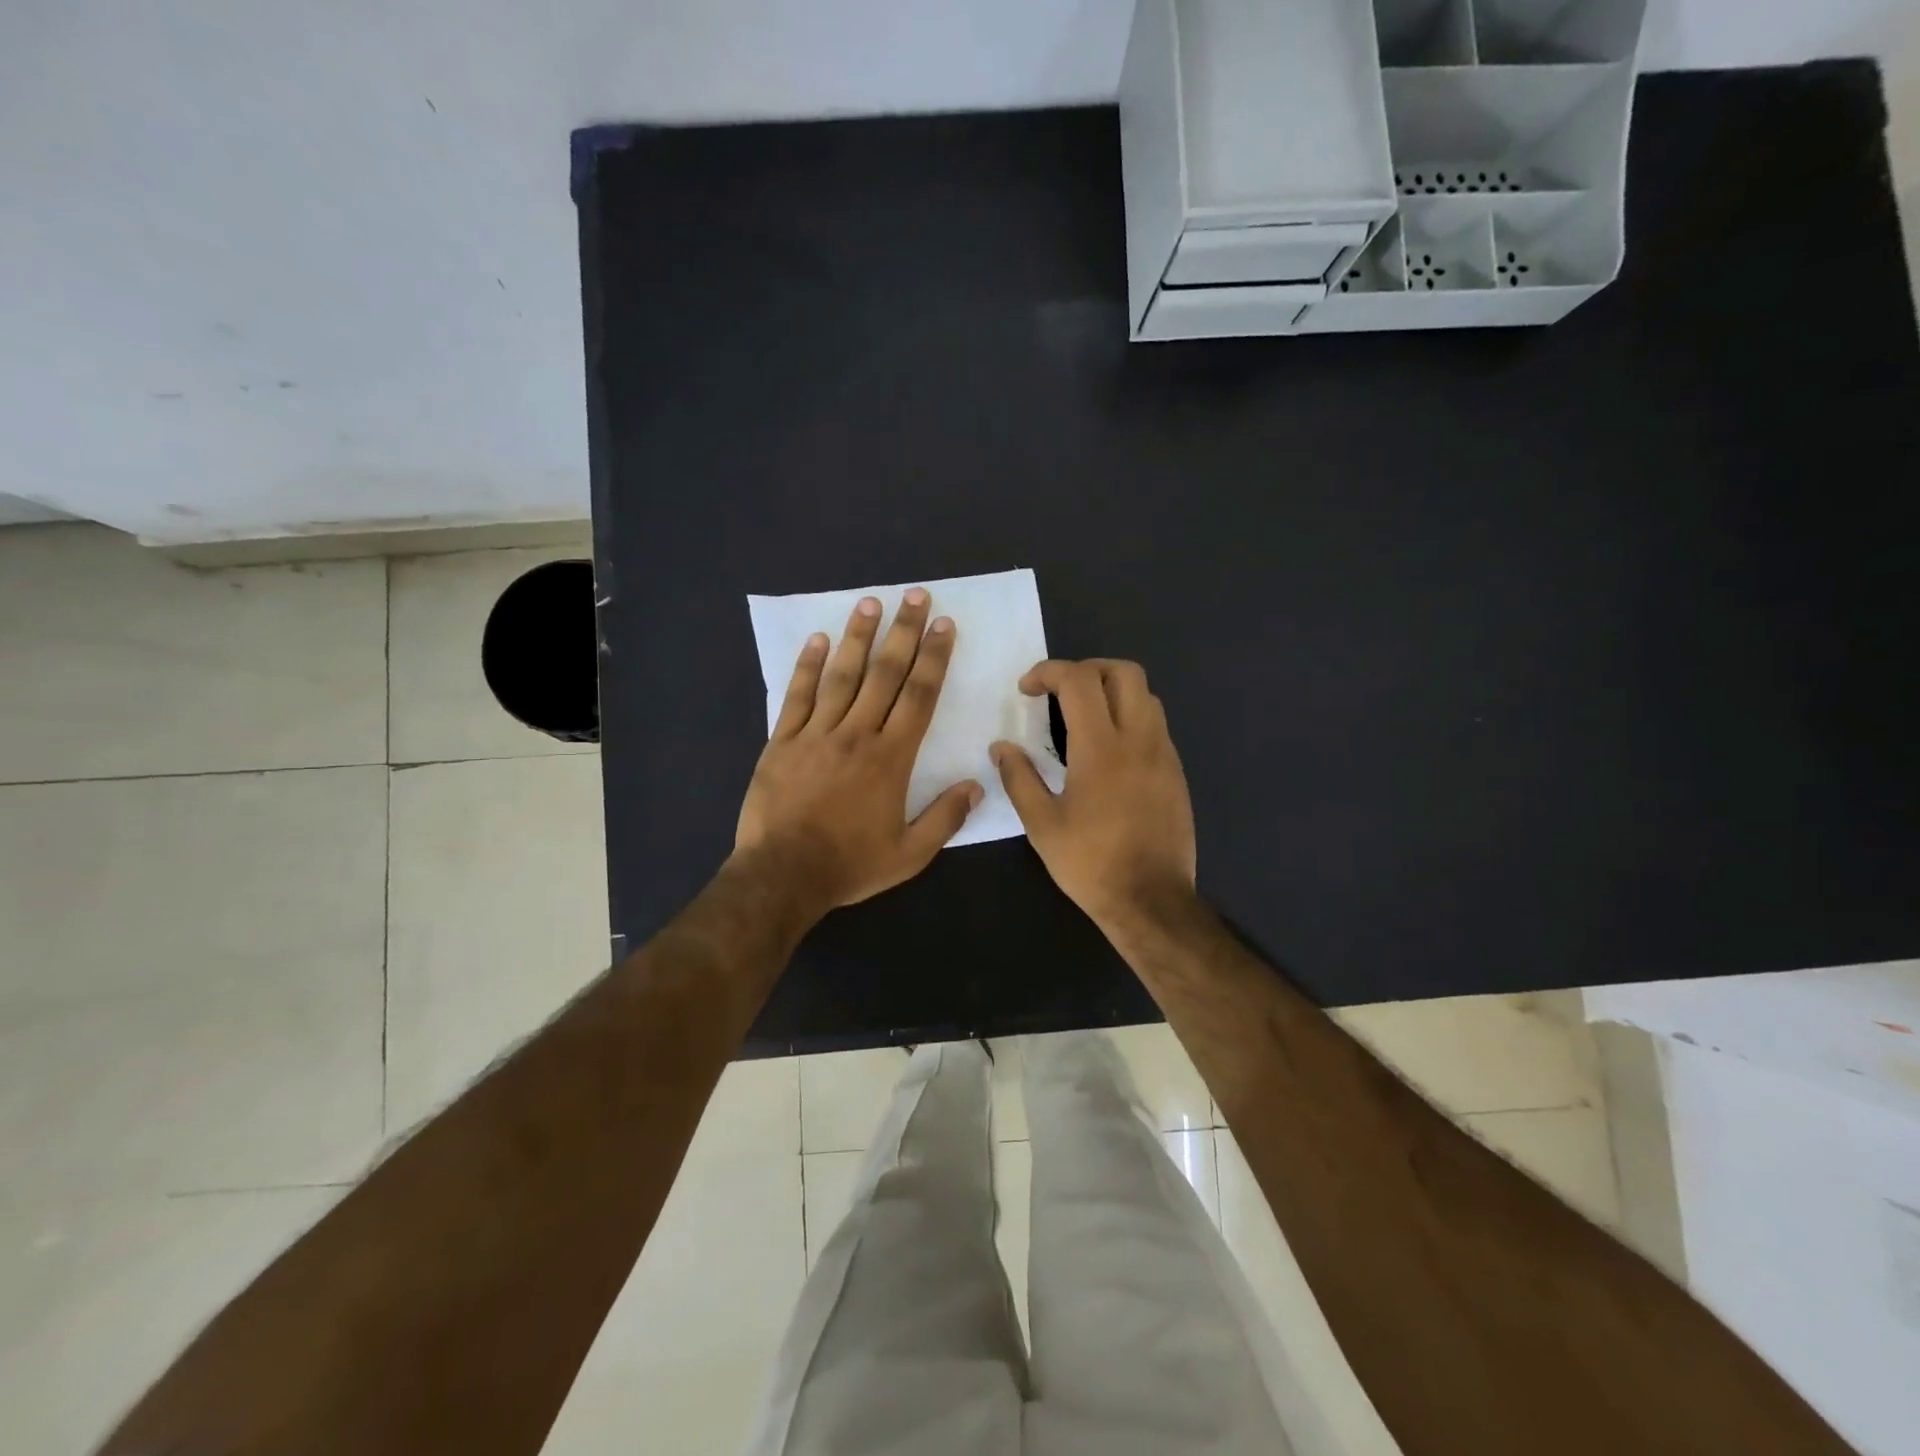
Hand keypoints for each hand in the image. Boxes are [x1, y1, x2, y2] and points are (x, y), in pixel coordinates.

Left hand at [735, 589, 982, 914]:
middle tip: (915, 596)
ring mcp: (815, 734)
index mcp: (891, 758)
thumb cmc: (850, 865)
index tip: (943, 626)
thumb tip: (976, 784)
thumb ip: (946, 818)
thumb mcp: (909, 854)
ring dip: (858, 638)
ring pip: (841, 676)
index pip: (919, 696)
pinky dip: (807, 666)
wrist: (782, 876)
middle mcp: (856, 734)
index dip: (934, 658)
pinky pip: (797, 696)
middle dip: (903, 633)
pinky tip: (817, 640)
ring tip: (870, 603)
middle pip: (884, 674)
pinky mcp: (781, 742)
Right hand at [991, 659, 1196, 929]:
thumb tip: (1001, 747)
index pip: (1079, 681)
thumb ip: (1019, 778)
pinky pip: (1155, 724)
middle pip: (1124, 672)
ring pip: (1145, 695)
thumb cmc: (1090, 863)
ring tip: (1083, 717)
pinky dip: (1130, 717)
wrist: (1151, 900)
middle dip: (1087, 669)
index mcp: (1101, 748)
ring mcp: (1163, 754)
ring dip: (1112, 691)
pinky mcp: (1176, 772)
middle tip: (1060, 692)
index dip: (1049, 672)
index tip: (1027, 689)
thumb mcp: (1042, 825)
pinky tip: (1108, 751)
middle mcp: (1139, 739)